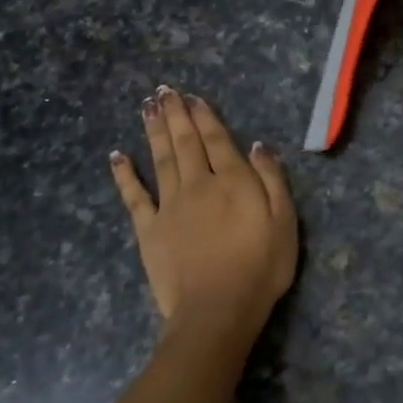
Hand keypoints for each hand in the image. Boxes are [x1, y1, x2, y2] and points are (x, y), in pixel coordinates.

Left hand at [110, 87, 297, 347]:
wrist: (217, 310)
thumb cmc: (260, 268)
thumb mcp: (284, 222)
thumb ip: (272, 180)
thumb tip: (258, 145)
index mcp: (233, 181)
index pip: (217, 140)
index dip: (205, 117)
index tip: (193, 97)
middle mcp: (198, 184)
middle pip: (185, 142)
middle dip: (175, 114)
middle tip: (163, 91)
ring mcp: (170, 206)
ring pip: (161, 159)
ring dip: (154, 131)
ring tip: (147, 107)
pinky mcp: (149, 230)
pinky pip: (134, 196)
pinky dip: (124, 174)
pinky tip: (117, 155)